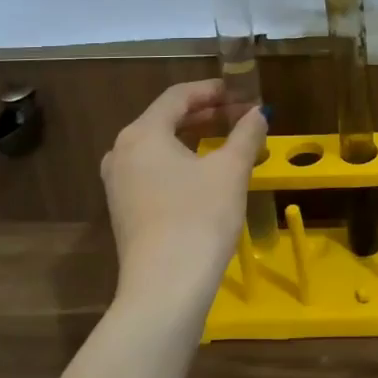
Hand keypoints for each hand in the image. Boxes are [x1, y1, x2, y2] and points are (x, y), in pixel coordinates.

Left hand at [99, 81, 266, 320]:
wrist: (165, 288)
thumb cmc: (199, 217)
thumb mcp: (230, 170)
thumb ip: (246, 135)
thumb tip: (259, 113)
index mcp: (142, 133)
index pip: (178, 96)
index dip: (212, 90)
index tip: (241, 93)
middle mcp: (122, 151)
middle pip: (166, 118)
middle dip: (206, 114)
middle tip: (240, 116)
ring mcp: (118, 183)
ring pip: (159, 146)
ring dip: (194, 137)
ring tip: (227, 141)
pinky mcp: (124, 210)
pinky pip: (153, 170)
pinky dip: (181, 161)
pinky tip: (206, 173)